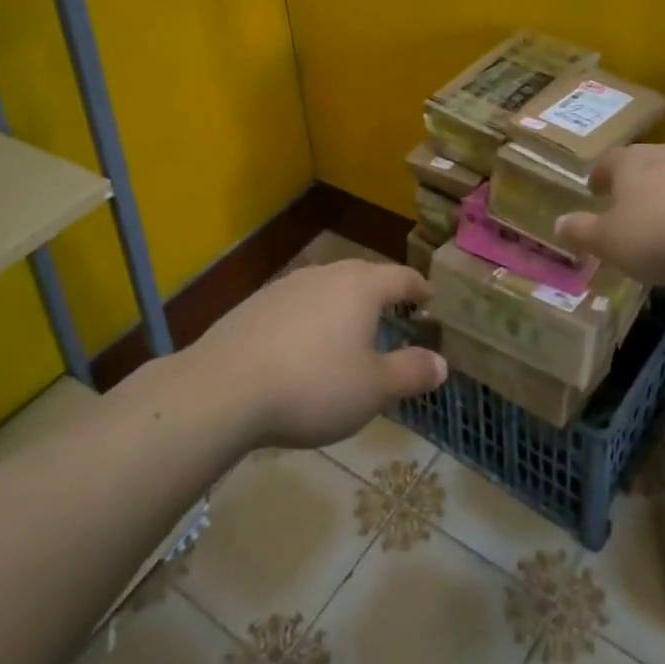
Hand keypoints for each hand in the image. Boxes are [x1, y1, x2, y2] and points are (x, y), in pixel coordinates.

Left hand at [188, 259, 447, 449]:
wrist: (223, 389)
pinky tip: (303, 347)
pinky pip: (297, 304)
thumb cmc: (313, 385)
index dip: (420, 288)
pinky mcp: (255, 304)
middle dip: (383, 293)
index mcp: (361, 286)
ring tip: (350, 331)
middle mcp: (326, 274)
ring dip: (344, 305)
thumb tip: (441, 362)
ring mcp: (287, 286)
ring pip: (328, 287)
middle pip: (364, 275)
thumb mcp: (373, 389)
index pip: (402, 277)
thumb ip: (411, 372)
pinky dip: (311, 318)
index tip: (430, 300)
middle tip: (395, 313)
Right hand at [553, 141, 664, 284]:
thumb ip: (582, 232)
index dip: (599, 178)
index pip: (606, 163)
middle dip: (636, 182)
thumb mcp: (610, 242)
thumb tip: (557, 223)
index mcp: (630, 162)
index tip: (596, 192)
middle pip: (644, 163)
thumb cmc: (660, 235)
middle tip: (632, 207)